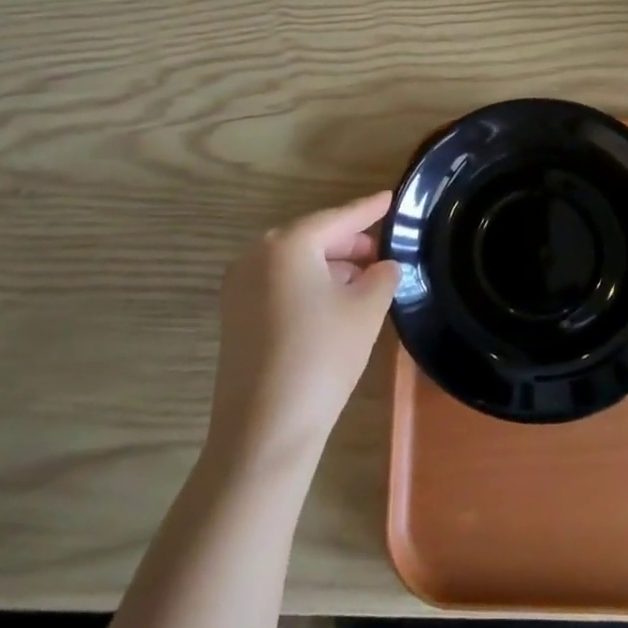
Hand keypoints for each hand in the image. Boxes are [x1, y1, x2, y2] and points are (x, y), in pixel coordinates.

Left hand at [207, 191, 399, 468]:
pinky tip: (335, 301)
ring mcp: (239, 286)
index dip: (368, 209)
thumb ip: (382, 277)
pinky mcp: (236, 315)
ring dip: (330, 265)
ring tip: (365, 278)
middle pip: (312, 237)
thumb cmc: (321, 357)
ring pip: (295, 262)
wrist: (264, 430)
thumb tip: (385, 266)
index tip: (391, 197)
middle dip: (349, 242)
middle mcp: (256, 256)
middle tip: (383, 250)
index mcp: (286, 245)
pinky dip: (309, 284)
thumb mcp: (365, 311)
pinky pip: (279, 283)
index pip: (337, 218)